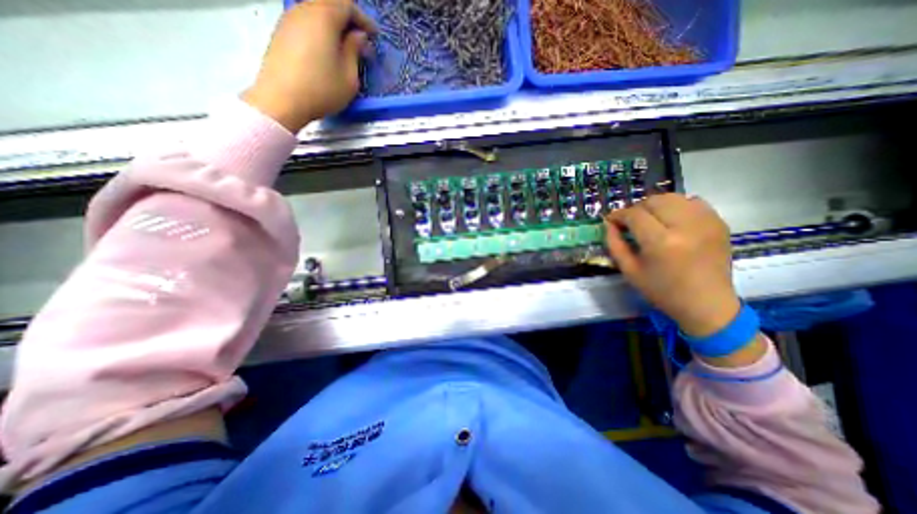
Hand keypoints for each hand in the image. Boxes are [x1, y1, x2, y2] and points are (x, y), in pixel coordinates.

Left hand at [241, 0, 377, 132]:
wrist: (282, 99)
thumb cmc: (322, 90)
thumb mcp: (349, 77)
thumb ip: (355, 51)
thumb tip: (358, 37)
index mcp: (324, 17)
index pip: (347, 5)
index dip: (364, 19)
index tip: (374, 36)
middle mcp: (304, 10)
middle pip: (329, 4)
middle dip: (348, 20)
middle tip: (360, 41)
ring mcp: (289, 19)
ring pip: (315, 12)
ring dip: (333, 26)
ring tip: (344, 47)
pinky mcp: (280, 32)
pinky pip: (305, 23)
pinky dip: (319, 31)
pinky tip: (326, 51)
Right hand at [607, 193, 739, 336]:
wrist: (706, 304)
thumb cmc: (662, 290)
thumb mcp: (629, 270)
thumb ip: (615, 244)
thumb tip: (608, 224)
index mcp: (661, 242)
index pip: (635, 214)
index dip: (619, 215)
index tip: (611, 220)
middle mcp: (685, 227)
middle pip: (654, 201)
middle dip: (636, 208)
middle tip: (629, 221)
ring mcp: (706, 222)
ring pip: (673, 197)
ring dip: (655, 205)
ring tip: (649, 219)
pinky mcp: (719, 223)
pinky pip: (693, 202)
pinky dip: (677, 206)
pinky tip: (671, 219)